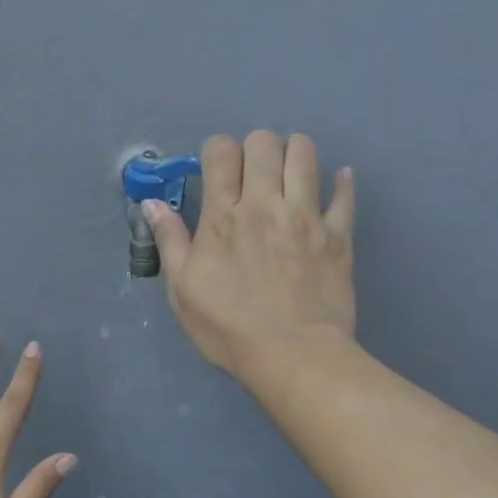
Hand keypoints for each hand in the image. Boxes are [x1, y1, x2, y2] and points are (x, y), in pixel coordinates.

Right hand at [142, 131, 356, 377]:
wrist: (293, 356)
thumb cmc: (229, 329)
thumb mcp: (183, 292)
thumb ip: (170, 242)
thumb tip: (152, 203)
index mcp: (224, 216)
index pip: (221, 152)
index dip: (217, 152)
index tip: (217, 171)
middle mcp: (266, 204)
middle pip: (264, 142)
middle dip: (255, 148)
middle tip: (253, 175)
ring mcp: (306, 216)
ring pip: (305, 153)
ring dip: (294, 153)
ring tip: (289, 176)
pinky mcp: (338, 235)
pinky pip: (345, 194)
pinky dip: (341, 183)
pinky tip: (336, 183)